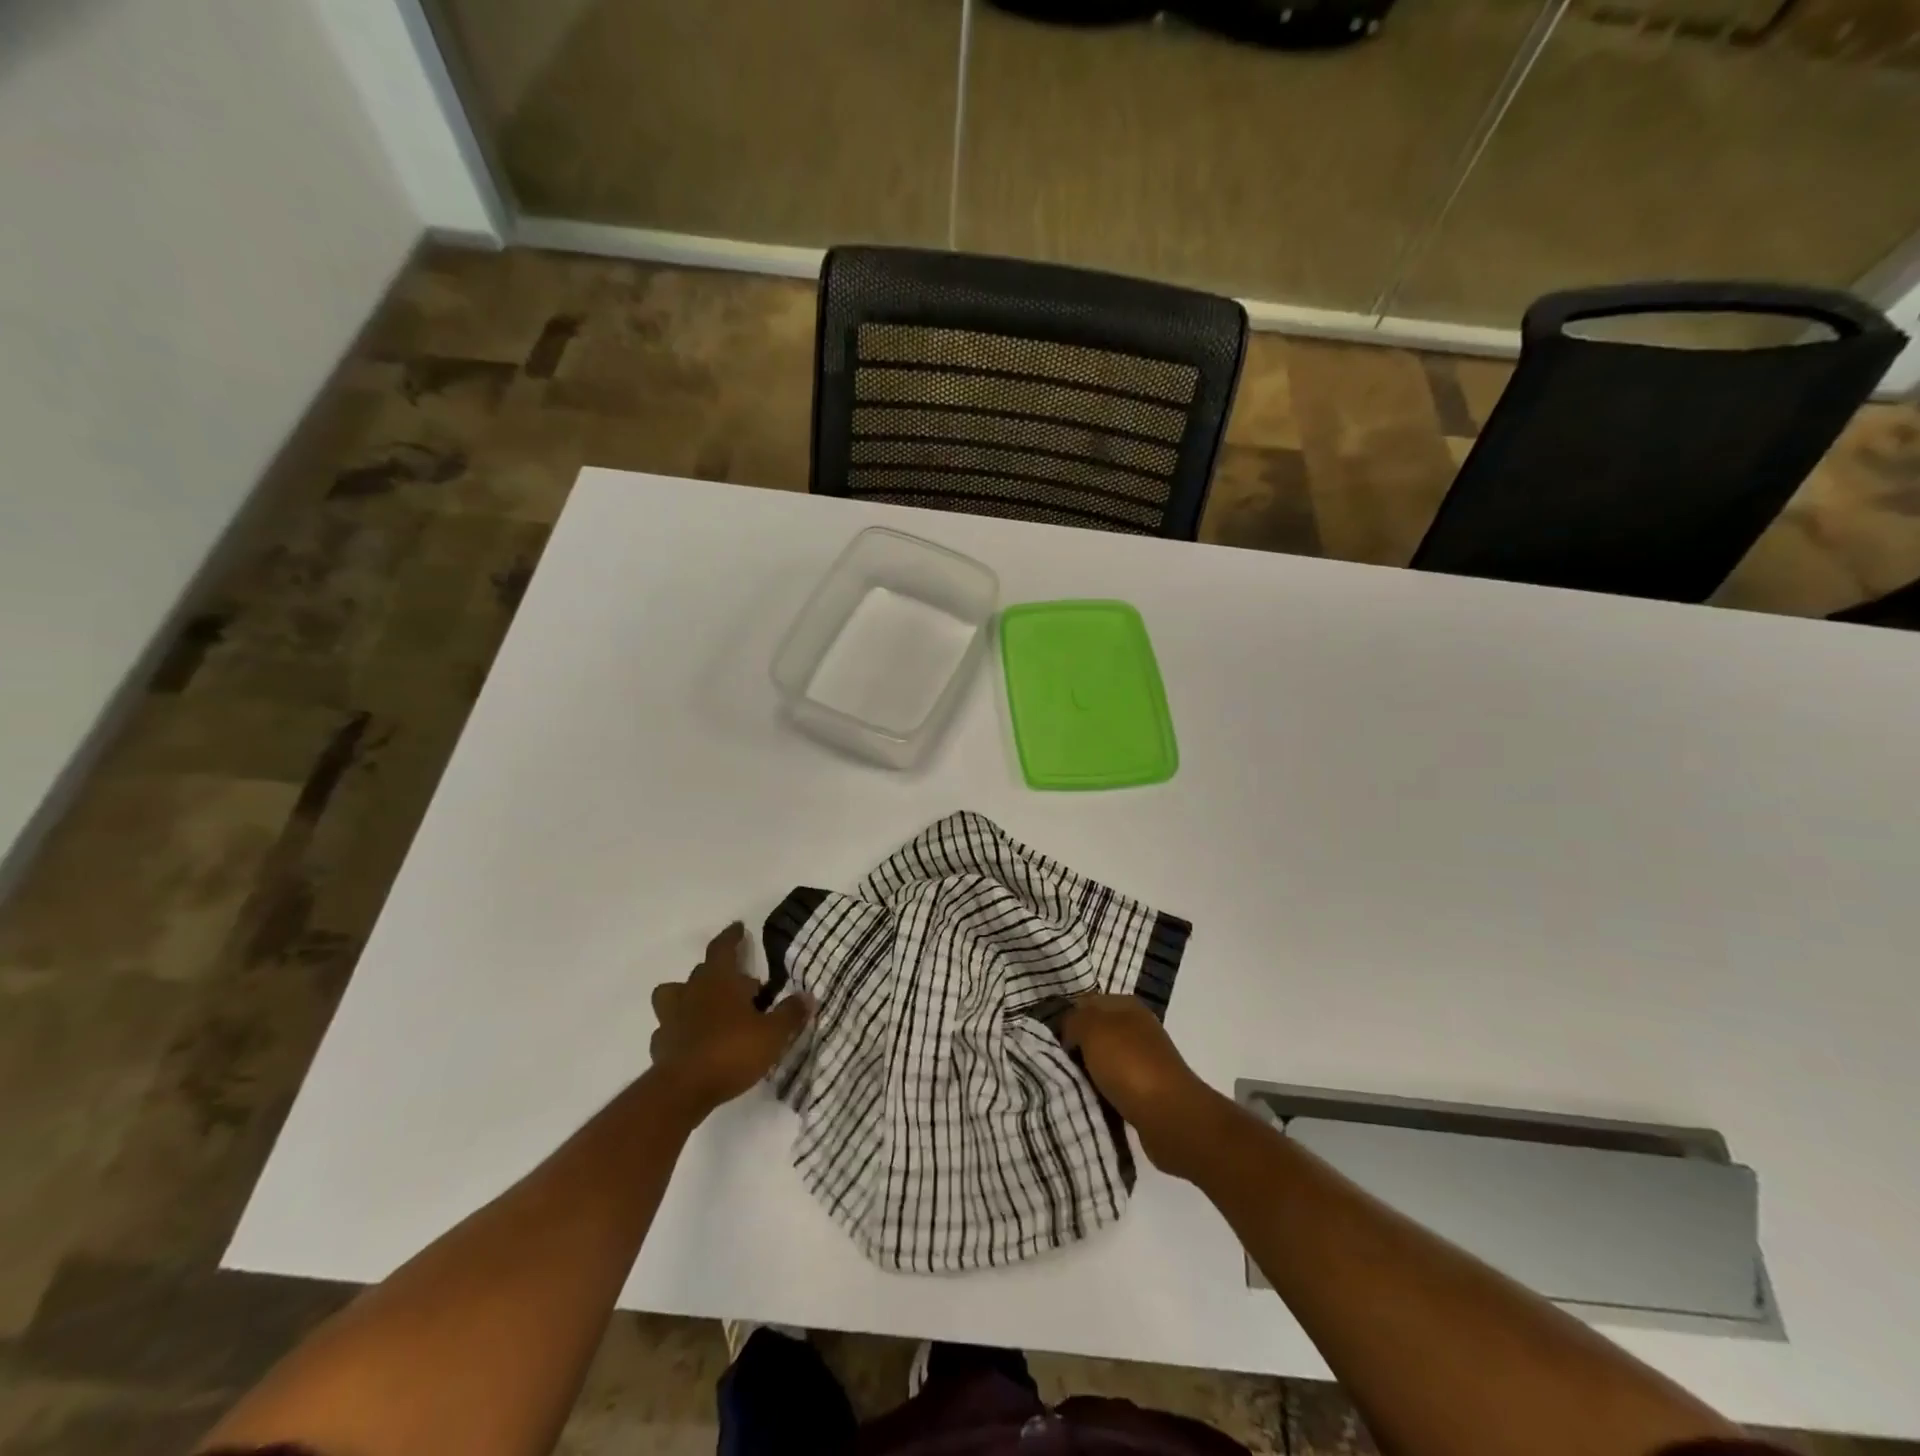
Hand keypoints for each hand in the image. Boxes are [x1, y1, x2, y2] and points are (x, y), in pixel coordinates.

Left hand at [648, 923, 812, 1123]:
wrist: (683, 1091)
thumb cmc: (731, 1051)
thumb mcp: (773, 1034)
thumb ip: (790, 1013)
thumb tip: (807, 996)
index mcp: (719, 981)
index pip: (722, 948)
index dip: (732, 937)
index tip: (738, 927)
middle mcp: (692, 992)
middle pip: (702, 971)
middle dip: (721, 973)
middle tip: (743, 987)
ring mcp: (671, 1018)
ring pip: (674, 994)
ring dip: (689, 996)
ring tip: (708, 1008)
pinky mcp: (660, 1045)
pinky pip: (668, 1028)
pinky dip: (679, 1029)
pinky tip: (693, 1041)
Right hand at [1063, 994, 1239, 1181]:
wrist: (1170, 1116)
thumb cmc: (1129, 1064)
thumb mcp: (1092, 1029)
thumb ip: (1074, 1020)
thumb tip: (1069, 1031)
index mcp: (1127, 1005)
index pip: (1087, 1002)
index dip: (1066, 1018)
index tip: (1047, 1039)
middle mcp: (1137, 1028)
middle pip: (1095, 1033)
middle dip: (1075, 1047)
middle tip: (1053, 1062)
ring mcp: (1144, 1060)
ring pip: (1102, 1061)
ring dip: (1087, 1072)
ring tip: (1066, 1083)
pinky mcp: (1146, 1090)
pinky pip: (1113, 1086)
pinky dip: (1100, 1093)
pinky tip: (1087, 1100)